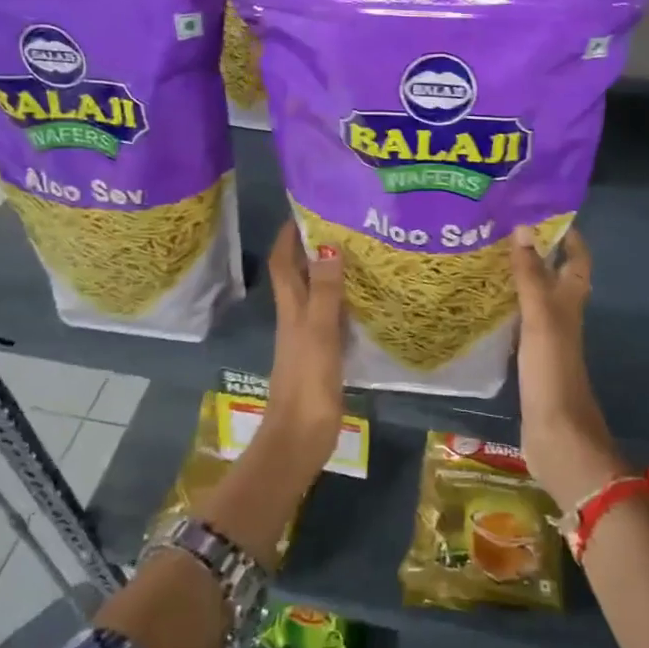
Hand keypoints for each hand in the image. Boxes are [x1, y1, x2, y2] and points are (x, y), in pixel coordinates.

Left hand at [264, 221, 346, 470]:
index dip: (289, 235)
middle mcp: (296, 317)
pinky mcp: (322, 356)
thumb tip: (327, 245)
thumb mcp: (318, 332)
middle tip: (343, 225)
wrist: (300, 439)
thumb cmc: (307, 383)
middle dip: (313, 247)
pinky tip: (364, 300)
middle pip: (299, 274)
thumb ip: (325, 292)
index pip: (283, 262)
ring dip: (329, 273)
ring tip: (358, 253)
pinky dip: (343, 302)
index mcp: (291, 308)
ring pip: (316, 294)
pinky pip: (332, 317)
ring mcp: (308, 337)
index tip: (306, 208)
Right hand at [509, 226, 626, 509]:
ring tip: (484, 258)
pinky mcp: (530, 359)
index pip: (577, 259)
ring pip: (534, 298)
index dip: (567, 235)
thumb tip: (523, 228)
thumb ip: (531, 275)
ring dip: (517, 278)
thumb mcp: (541, 317)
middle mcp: (562, 315)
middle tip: (499, 230)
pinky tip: (481, 304)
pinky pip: (518, 322)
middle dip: (535, 251)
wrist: (557, 434)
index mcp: (571, 302)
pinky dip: (505, 307)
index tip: (540, 211)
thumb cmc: (553, 371)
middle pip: (554, 275)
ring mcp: (547, 339)